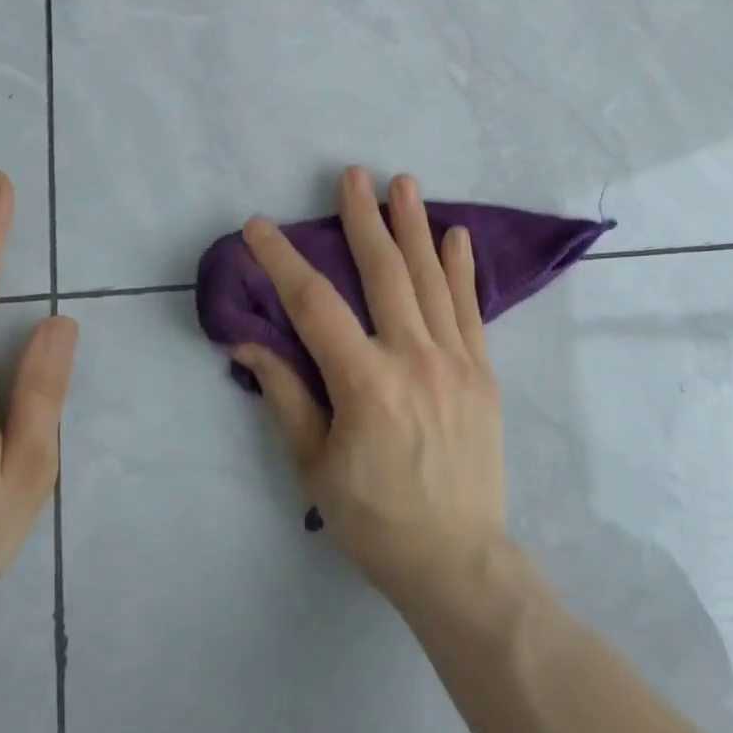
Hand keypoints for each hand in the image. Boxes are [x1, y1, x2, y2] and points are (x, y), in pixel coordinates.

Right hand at [232, 167, 507, 607]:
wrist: (457, 558)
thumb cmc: (374, 519)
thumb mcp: (314, 466)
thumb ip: (285, 395)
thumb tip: (249, 340)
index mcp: (365, 383)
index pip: (314, 305)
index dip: (283, 261)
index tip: (259, 226)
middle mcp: (414, 358)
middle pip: (384, 272)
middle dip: (363, 218)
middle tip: (352, 174)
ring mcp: (456, 361)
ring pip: (431, 279)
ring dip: (415, 228)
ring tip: (405, 183)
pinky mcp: (483, 372)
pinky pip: (470, 309)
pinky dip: (462, 269)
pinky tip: (456, 236)